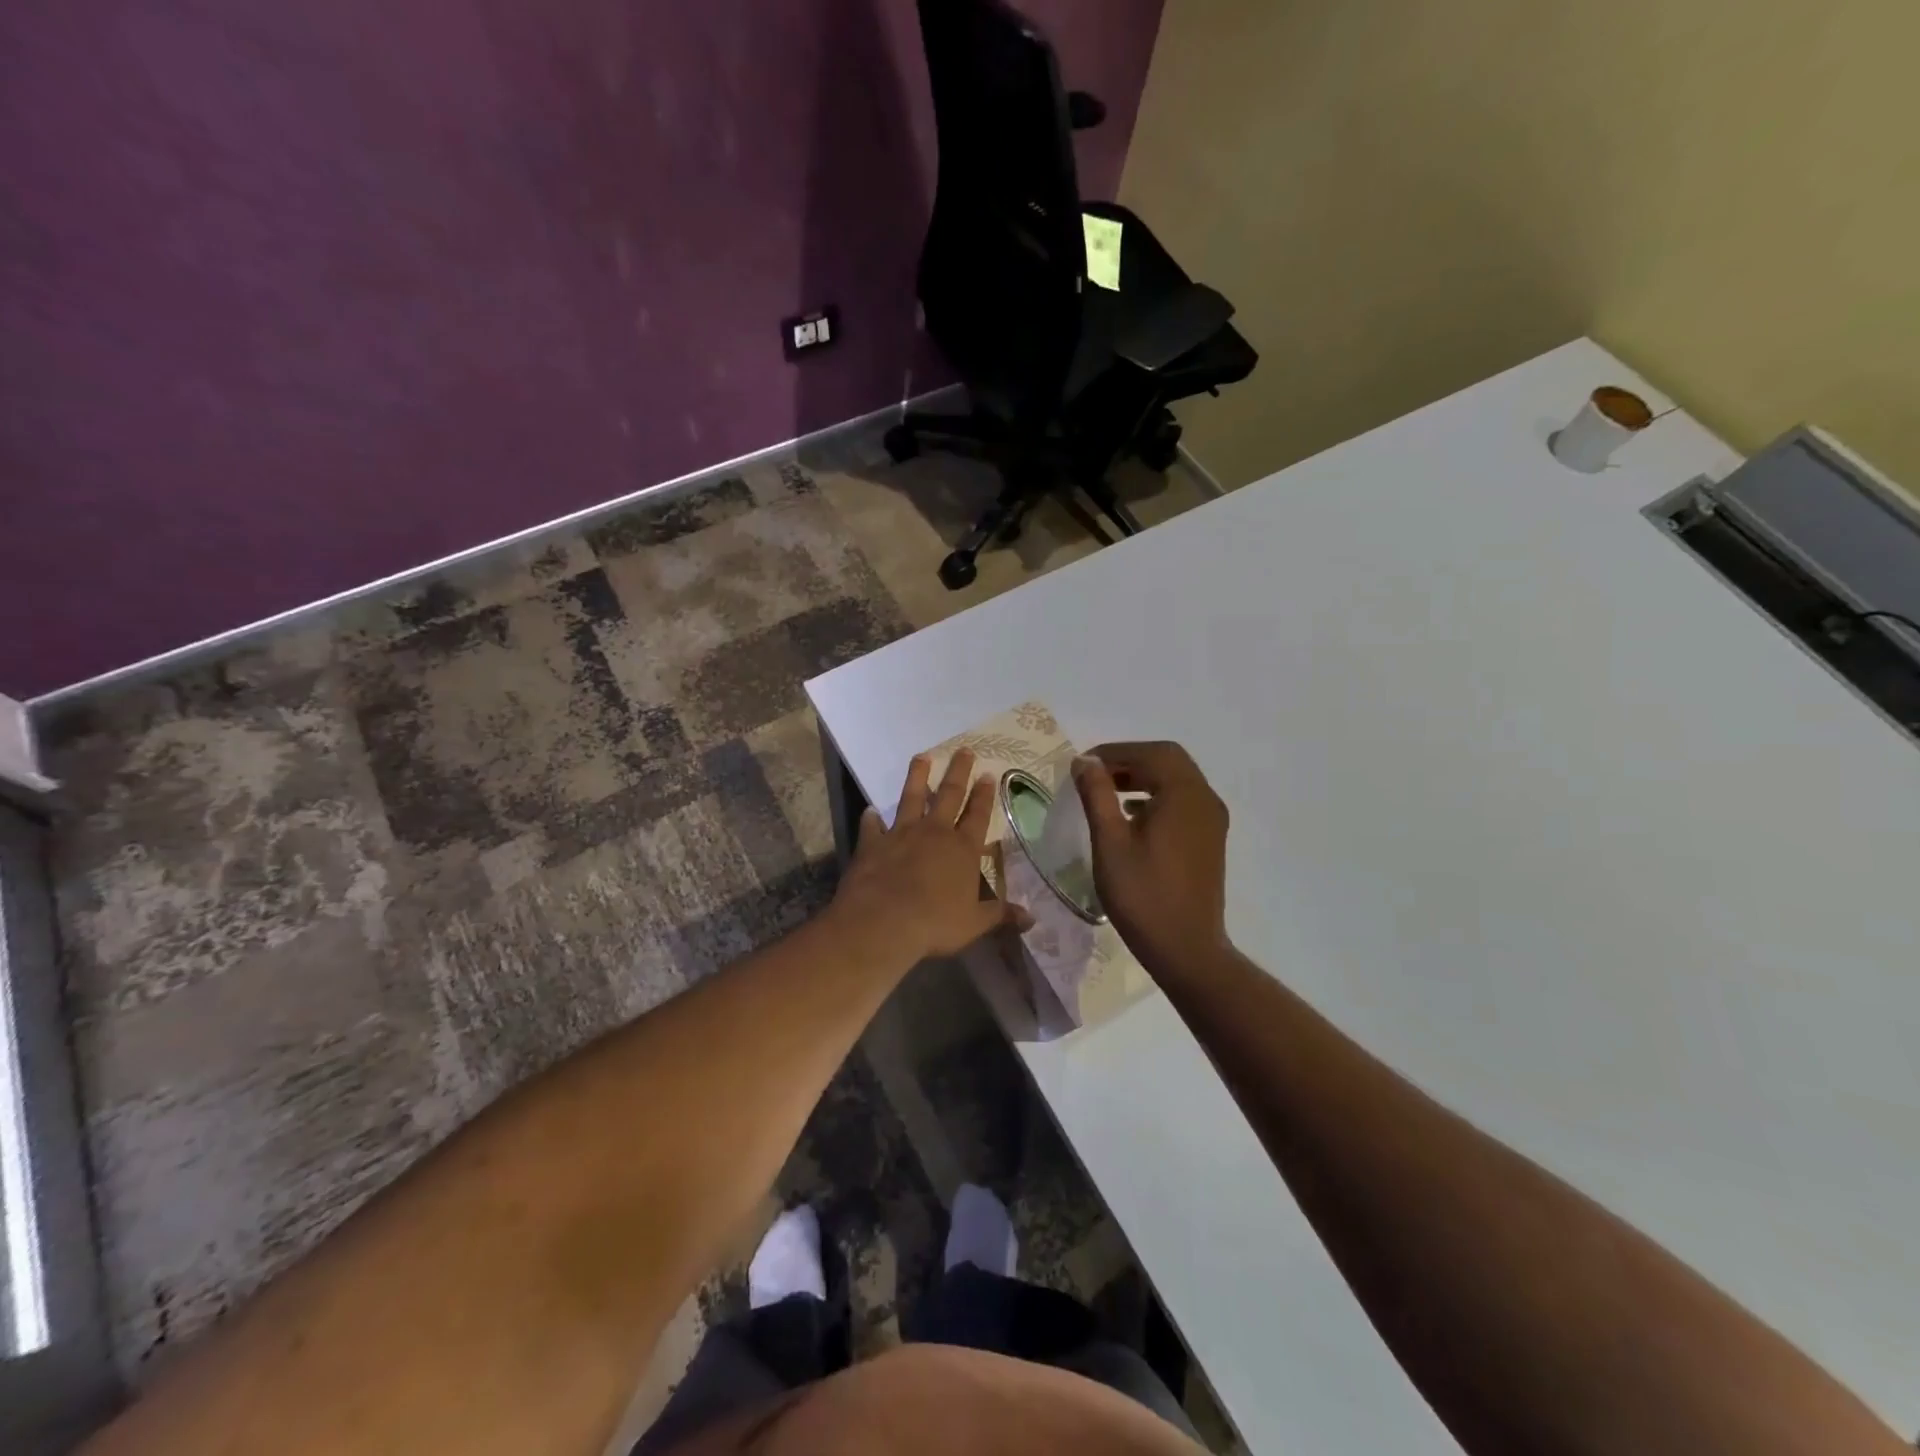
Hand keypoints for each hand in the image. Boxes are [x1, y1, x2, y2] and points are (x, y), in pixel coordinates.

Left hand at [833, 749, 1027, 962]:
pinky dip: (871, 819)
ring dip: (918, 777)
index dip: (984, 795)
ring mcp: (901, 834)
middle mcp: (934, 833)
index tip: (988, 773)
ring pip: (912, 798)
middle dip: (958, 772)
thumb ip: (1001, 915)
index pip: (978, 815)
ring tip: (922, 757)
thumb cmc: (935, 923)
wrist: (883, 922)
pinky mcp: (873, 843)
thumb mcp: (975, 923)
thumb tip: (1031, 918)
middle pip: (949, 795)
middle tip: (964, 750)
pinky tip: (870, 811)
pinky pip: (872, 826)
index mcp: (963, 849)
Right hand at [1074, 742, 1231, 972]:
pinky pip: (1184, 801)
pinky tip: (1131, 814)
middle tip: (1096, 774)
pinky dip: (1157, 795)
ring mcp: (1212, 820)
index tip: (1083, 765)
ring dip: (1143, 776)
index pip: (1150, 752)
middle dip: (1130, 760)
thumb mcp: (1110, 842)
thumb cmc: (1143, 895)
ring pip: (1178, 780)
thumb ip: (1097, 795)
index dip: (1114, 751)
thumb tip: (1085, 761)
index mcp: (1184, 794)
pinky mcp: (1210, 839)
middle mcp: (1205, 799)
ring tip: (1107, 791)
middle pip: (1168, 760)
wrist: (1186, 949)